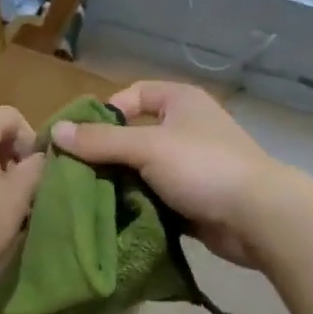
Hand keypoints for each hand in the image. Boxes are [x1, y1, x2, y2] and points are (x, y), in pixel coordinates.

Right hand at [50, 81, 286, 265]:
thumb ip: (100, 142)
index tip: (78, 139)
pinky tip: (113, 217)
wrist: (258, 217)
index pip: (131, 95)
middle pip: (133, 135)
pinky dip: (137, 205)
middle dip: (105, 155)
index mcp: (180, 101)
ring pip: (142, 170)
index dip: (103, 113)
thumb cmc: (202, 167)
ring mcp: (191, 165)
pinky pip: (155, 196)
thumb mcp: (146, 147)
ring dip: (119, 184)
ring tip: (87, 199)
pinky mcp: (193, 198)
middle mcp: (186, 128)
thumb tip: (54, 133)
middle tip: (74, 175)